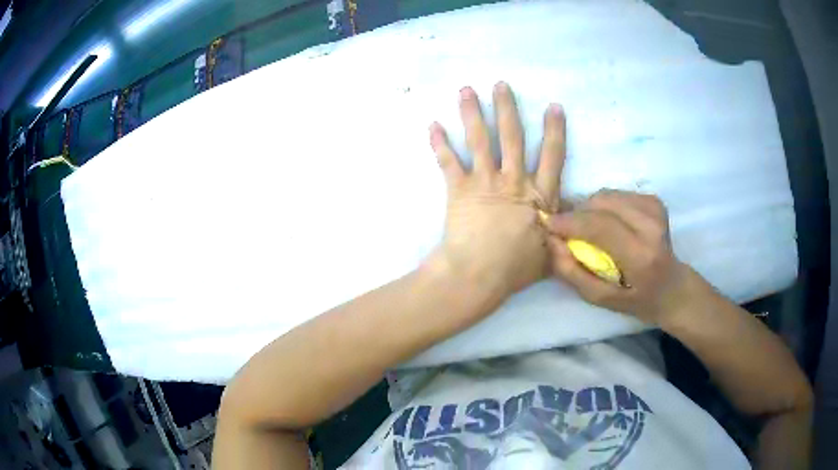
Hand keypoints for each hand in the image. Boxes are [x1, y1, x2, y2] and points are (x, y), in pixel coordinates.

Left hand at [428, 82, 566, 301]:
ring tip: (466, 90)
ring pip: (479, 139)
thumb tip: (575, 222)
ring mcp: (484, 181)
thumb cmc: (516, 268)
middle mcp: (512, 179)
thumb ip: (563, 234)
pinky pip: (447, 161)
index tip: (553, 106)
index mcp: (538, 193)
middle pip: (512, 136)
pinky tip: (432, 124)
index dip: (554, 129)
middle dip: (507, 107)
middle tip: (501, 84)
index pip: (552, 154)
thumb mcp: (552, 253)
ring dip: (472, 112)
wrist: (477, 274)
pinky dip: (438, 143)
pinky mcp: (458, 189)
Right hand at [545, 189, 693, 323]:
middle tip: (567, 228)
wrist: (672, 287)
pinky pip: (617, 194)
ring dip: (590, 208)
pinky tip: (607, 222)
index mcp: (641, 256)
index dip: (570, 221)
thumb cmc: (636, 299)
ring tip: (587, 227)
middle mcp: (652, 227)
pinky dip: (604, 205)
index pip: (600, 226)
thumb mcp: (600, 298)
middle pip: (602, 203)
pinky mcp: (655, 200)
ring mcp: (655, 210)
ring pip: (607, 195)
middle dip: (578, 213)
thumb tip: (552, 241)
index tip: (549, 224)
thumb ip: (573, 272)